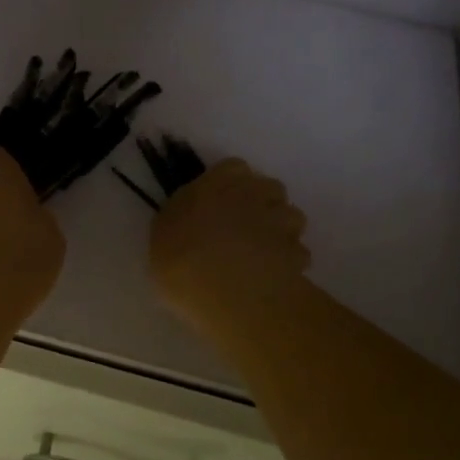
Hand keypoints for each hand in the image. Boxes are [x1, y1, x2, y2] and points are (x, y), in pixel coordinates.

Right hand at [150, 158, 310, 333]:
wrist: (223, 290)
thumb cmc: (178, 258)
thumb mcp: (162, 234)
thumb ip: (182, 220)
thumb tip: (191, 222)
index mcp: (215, 183)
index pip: (233, 168)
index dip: (229, 184)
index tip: (219, 203)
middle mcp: (253, 194)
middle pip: (268, 188)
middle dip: (261, 203)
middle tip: (242, 228)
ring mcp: (280, 222)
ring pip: (291, 217)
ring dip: (280, 230)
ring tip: (262, 254)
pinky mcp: (298, 252)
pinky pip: (298, 252)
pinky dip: (289, 261)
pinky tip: (273, 277)